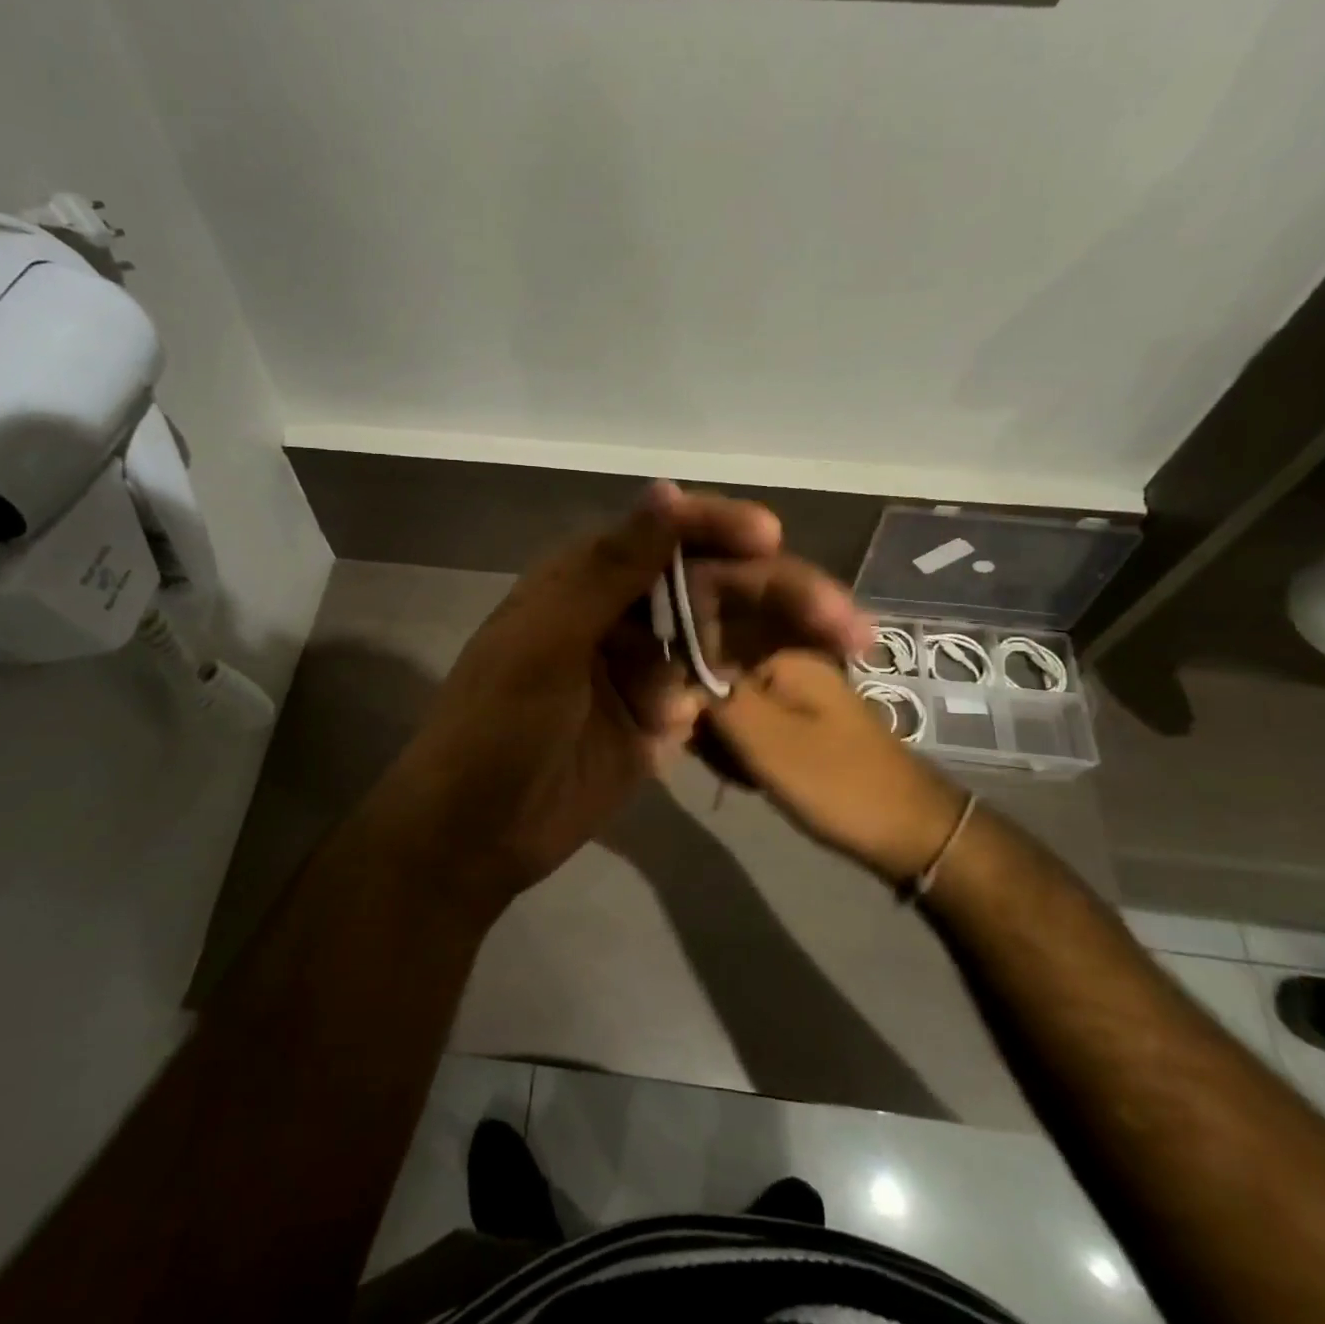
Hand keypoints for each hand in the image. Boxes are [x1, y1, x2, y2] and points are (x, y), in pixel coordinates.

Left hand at [384, 483, 868, 906]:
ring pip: (728, 635)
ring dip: (784, 641)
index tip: (772, 538)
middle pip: (711, 585)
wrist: (475, 835)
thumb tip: (666, 488)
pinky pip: (723, 690)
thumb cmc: (497, 729)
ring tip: (849, 650)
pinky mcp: (664, 716)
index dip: (718, 528)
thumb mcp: (544, 644)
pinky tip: (811, 692)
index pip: (663, 533)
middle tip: (844, 622)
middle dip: (776, 595)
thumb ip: (608, 570)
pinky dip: (760, 691)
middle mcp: (622, 611)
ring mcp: (646, 665)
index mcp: (584, 578)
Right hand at [708, 649, 968, 881]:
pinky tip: (757, 782)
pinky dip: (749, 757)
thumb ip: (716, 703)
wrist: (912, 832)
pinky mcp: (805, 727)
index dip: (692, 707)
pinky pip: (757, 732)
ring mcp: (801, 697)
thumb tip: (672, 680)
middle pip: (719, 690)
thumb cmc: (837, 783)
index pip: (705, 666)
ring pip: (735, 715)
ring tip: (747, 779)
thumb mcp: (766, 742)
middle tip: (731, 768)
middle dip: (713, 732)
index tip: (696, 744)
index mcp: (784, 659)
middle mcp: (792, 667)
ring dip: (728, 749)